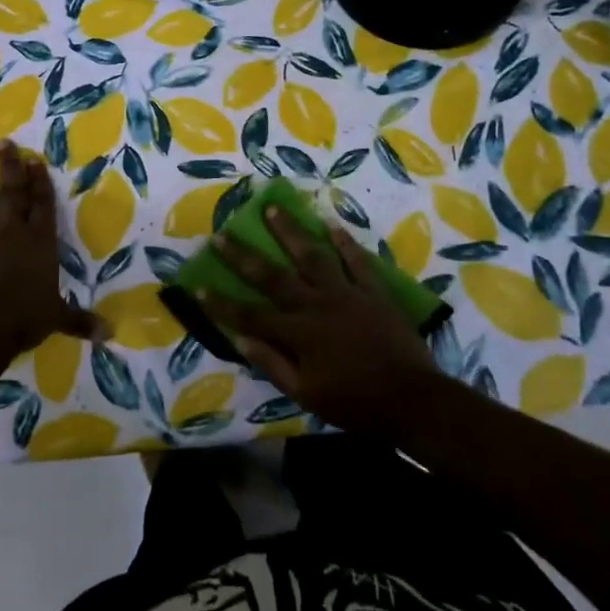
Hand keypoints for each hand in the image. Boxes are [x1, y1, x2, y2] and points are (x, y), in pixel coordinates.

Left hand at [0, 142, 104, 359]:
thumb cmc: (27, 317)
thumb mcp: (58, 318)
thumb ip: (81, 321)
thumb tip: (110, 333)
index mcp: (40, 243)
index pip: (43, 205)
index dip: (40, 183)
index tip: (35, 160)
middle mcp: (12, 235)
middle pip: (13, 195)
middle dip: (10, 169)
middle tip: (3, 143)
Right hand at [200, 205, 442, 437]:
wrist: (412, 398)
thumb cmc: (355, 402)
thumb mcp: (306, 394)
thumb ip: (273, 364)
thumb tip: (241, 339)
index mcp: (297, 333)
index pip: (250, 315)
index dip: (222, 303)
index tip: (198, 285)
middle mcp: (316, 305)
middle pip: (273, 276)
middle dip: (243, 256)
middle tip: (222, 234)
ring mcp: (346, 293)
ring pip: (312, 256)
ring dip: (290, 231)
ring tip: (274, 208)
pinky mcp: (373, 292)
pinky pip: (357, 261)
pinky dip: (344, 242)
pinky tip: (331, 224)